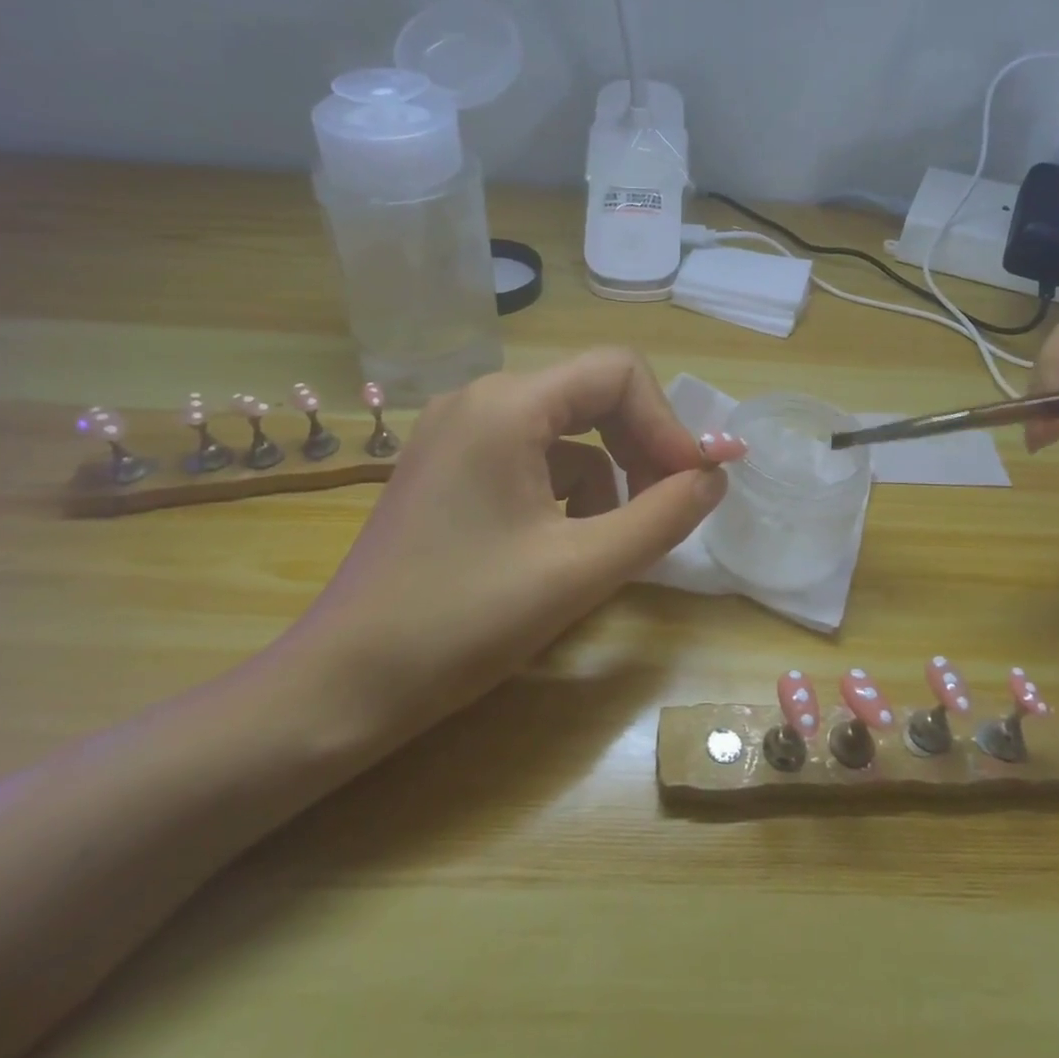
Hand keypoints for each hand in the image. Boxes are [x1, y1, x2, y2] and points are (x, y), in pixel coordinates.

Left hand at [272, 350, 735, 749]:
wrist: (343, 686)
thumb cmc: (464, 621)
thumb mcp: (580, 569)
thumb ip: (662, 516)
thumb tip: (715, 476)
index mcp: (507, 404)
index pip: (618, 371)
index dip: (667, 423)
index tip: (692, 485)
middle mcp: (479, 399)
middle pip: (592, 394)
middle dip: (640, 447)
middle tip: (669, 507)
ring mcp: (457, 432)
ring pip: (564, 431)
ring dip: (604, 477)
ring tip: (609, 542)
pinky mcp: (448, 468)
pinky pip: (530, 457)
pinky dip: (563, 491)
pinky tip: (561, 547)